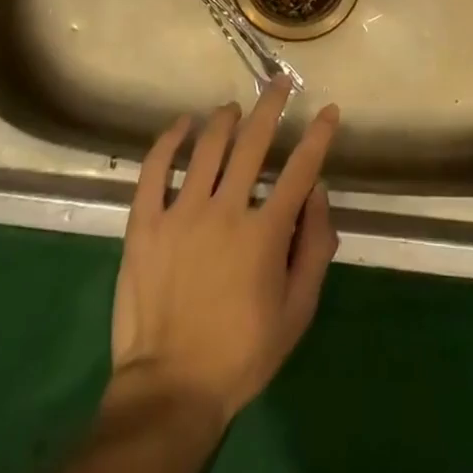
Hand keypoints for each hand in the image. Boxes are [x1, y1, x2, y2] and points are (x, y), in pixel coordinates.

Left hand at [110, 79, 339, 424]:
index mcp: (265, 233)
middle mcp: (226, 210)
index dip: (318, 136)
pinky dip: (169, 140)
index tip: (327, 110)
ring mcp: (182, 212)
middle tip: (279, 83)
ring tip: (234, 109)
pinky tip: (181, 124)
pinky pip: (155, 168)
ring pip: (207, 146)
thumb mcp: (296, 313)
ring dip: (225, 118)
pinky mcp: (145, 222)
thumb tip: (319, 193)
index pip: (300, 169)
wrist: (170, 389)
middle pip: (253, 141)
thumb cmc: (241, 354)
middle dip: (271, 106)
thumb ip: (315, 249)